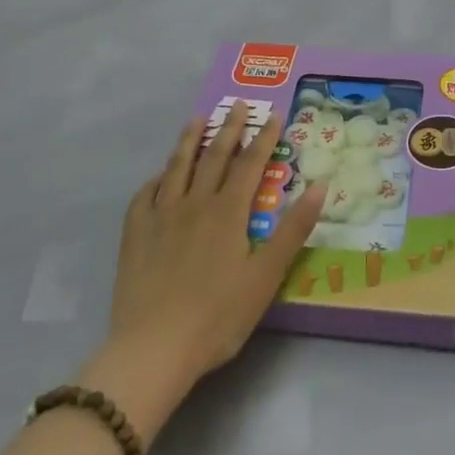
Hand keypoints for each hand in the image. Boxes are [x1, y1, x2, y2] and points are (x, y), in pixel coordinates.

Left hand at [86, 104, 325, 440]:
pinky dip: (155, 180)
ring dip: (189, 142)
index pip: (250, 164)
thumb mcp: (266, 276)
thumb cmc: (218, 316)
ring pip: (177, 168)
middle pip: (214, 157)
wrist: (154, 349)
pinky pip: (144, 196)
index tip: (273, 115)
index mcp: (228, 212)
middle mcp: (194, 204)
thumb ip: (293, 230)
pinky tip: (158, 177)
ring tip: (196, 120)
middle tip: (237, 104)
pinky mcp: (135, 236)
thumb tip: (319, 186)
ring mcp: (160, 217)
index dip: (263, 138)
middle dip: (229, 128)